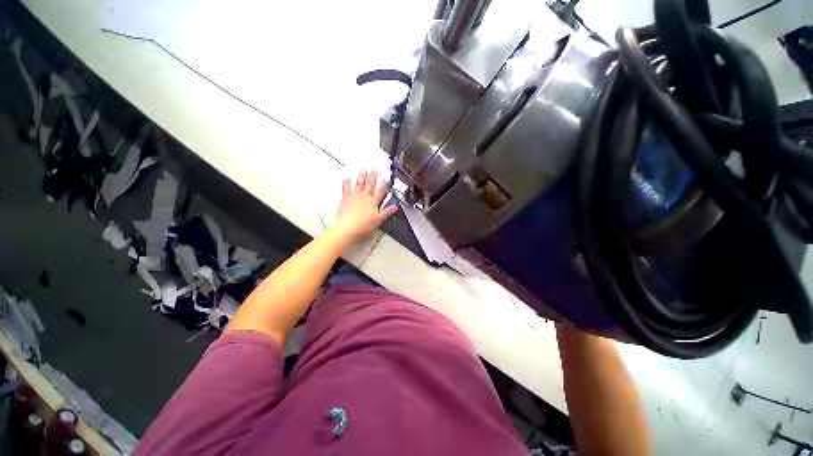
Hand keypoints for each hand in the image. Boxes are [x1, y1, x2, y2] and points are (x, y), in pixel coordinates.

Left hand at [331, 170, 396, 241]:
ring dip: (361, 176)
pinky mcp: (345, 199)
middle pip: (370, 185)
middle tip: (374, 169)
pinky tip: (346, 178)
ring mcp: (354, 197)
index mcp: (373, 202)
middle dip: (373, 177)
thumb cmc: (362, 226)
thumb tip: (394, 207)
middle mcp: (364, 197)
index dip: (384, 185)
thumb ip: (386, 212)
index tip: (385, 179)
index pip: (380, 192)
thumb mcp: (378, 220)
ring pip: (359, 184)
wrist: (347, 228)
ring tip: (363, 170)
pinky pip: (346, 189)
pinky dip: (346, 183)